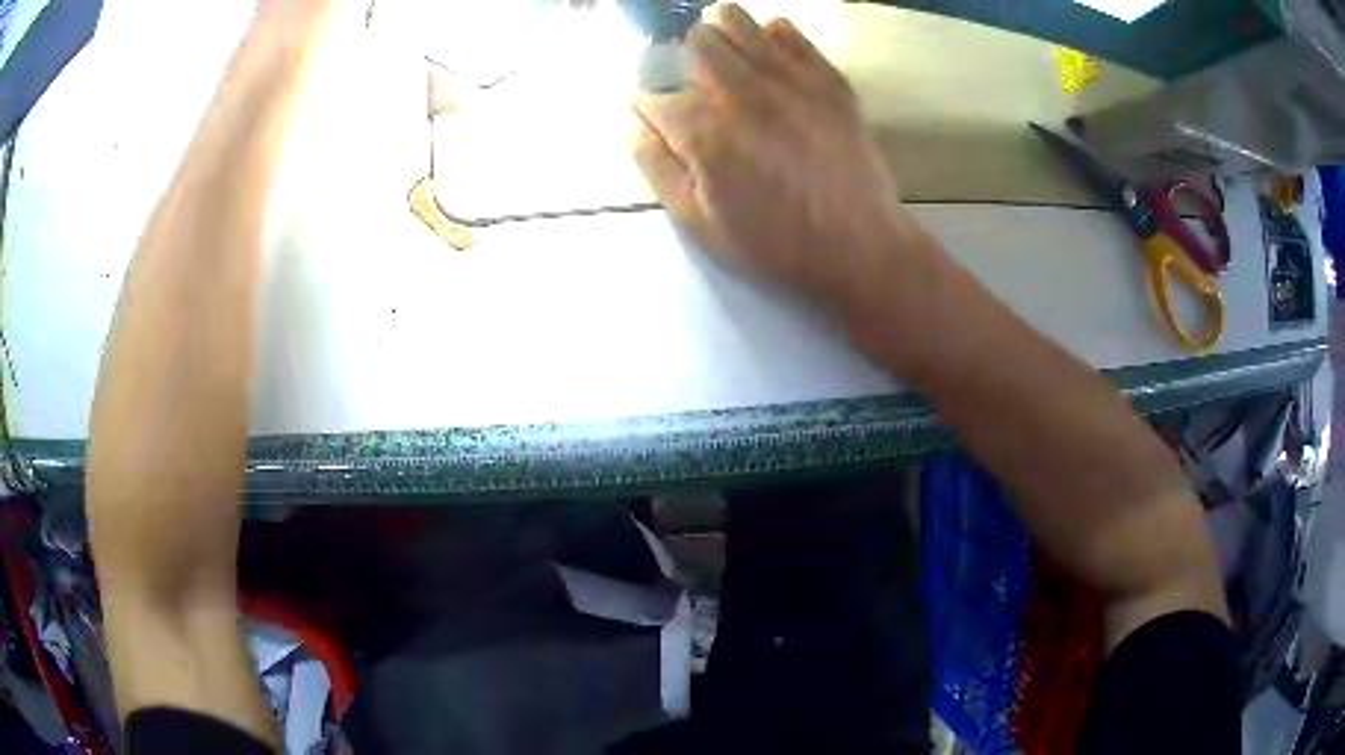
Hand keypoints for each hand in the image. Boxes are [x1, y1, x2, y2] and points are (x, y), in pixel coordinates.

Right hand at [631, 4, 936, 322]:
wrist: (858, 249)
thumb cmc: (774, 244)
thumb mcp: (698, 222)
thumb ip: (656, 164)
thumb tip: (628, 121)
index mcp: (704, 131)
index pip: (654, 99)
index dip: (647, 110)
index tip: (658, 123)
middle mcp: (741, 92)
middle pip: (697, 43)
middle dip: (686, 61)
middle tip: (698, 86)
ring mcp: (789, 80)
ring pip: (737, 22)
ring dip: (722, 33)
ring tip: (727, 57)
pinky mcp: (827, 79)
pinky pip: (787, 31)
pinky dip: (769, 37)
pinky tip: (770, 58)